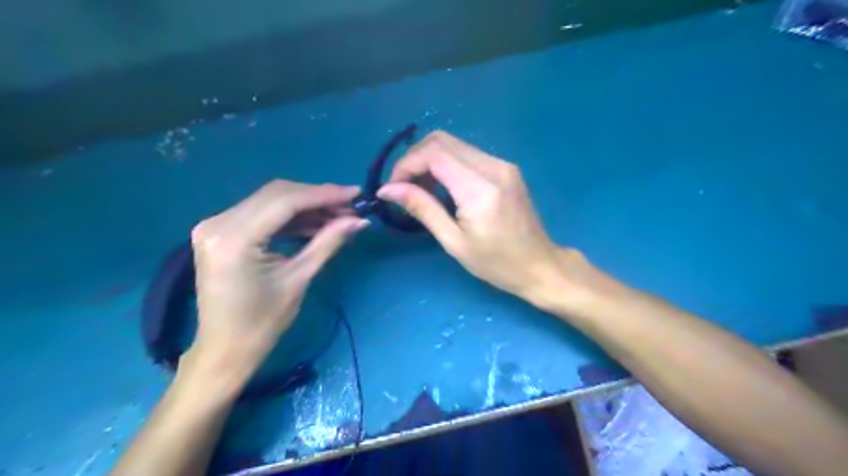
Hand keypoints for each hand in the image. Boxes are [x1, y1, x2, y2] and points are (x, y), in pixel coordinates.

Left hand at [188, 181, 367, 379]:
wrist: (224, 350)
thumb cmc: (262, 323)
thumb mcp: (299, 280)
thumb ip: (328, 243)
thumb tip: (360, 220)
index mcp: (234, 238)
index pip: (285, 201)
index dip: (324, 194)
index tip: (356, 193)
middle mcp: (218, 222)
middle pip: (277, 194)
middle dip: (317, 198)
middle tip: (350, 206)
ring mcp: (216, 225)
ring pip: (270, 201)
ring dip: (306, 207)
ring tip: (339, 216)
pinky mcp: (221, 231)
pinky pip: (262, 214)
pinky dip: (290, 217)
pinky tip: (316, 224)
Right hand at [378, 132, 567, 299]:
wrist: (539, 265)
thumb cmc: (496, 264)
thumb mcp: (454, 242)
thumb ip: (422, 208)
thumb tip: (388, 189)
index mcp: (480, 189)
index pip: (434, 154)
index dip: (406, 165)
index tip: (392, 188)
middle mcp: (493, 167)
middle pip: (442, 140)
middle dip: (414, 159)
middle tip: (403, 187)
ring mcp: (502, 164)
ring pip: (454, 144)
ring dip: (429, 160)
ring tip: (419, 189)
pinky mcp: (505, 168)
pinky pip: (467, 154)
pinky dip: (446, 164)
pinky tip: (441, 187)